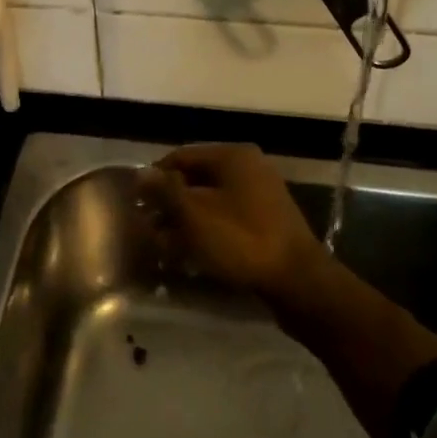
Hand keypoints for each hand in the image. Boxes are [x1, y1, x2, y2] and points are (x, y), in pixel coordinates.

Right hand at [137, 144, 329, 311]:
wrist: (298, 281)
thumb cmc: (241, 241)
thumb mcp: (194, 216)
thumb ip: (165, 192)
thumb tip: (140, 172)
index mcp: (232, 156)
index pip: (181, 156)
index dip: (155, 179)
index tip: (137, 205)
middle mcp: (248, 166)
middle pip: (196, 178)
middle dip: (171, 204)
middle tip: (150, 229)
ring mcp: (261, 193)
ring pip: (211, 200)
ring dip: (187, 220)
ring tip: (167, 246)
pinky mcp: (267, 219)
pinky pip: (228, 216)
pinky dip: (208, 230)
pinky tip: (193, 253)